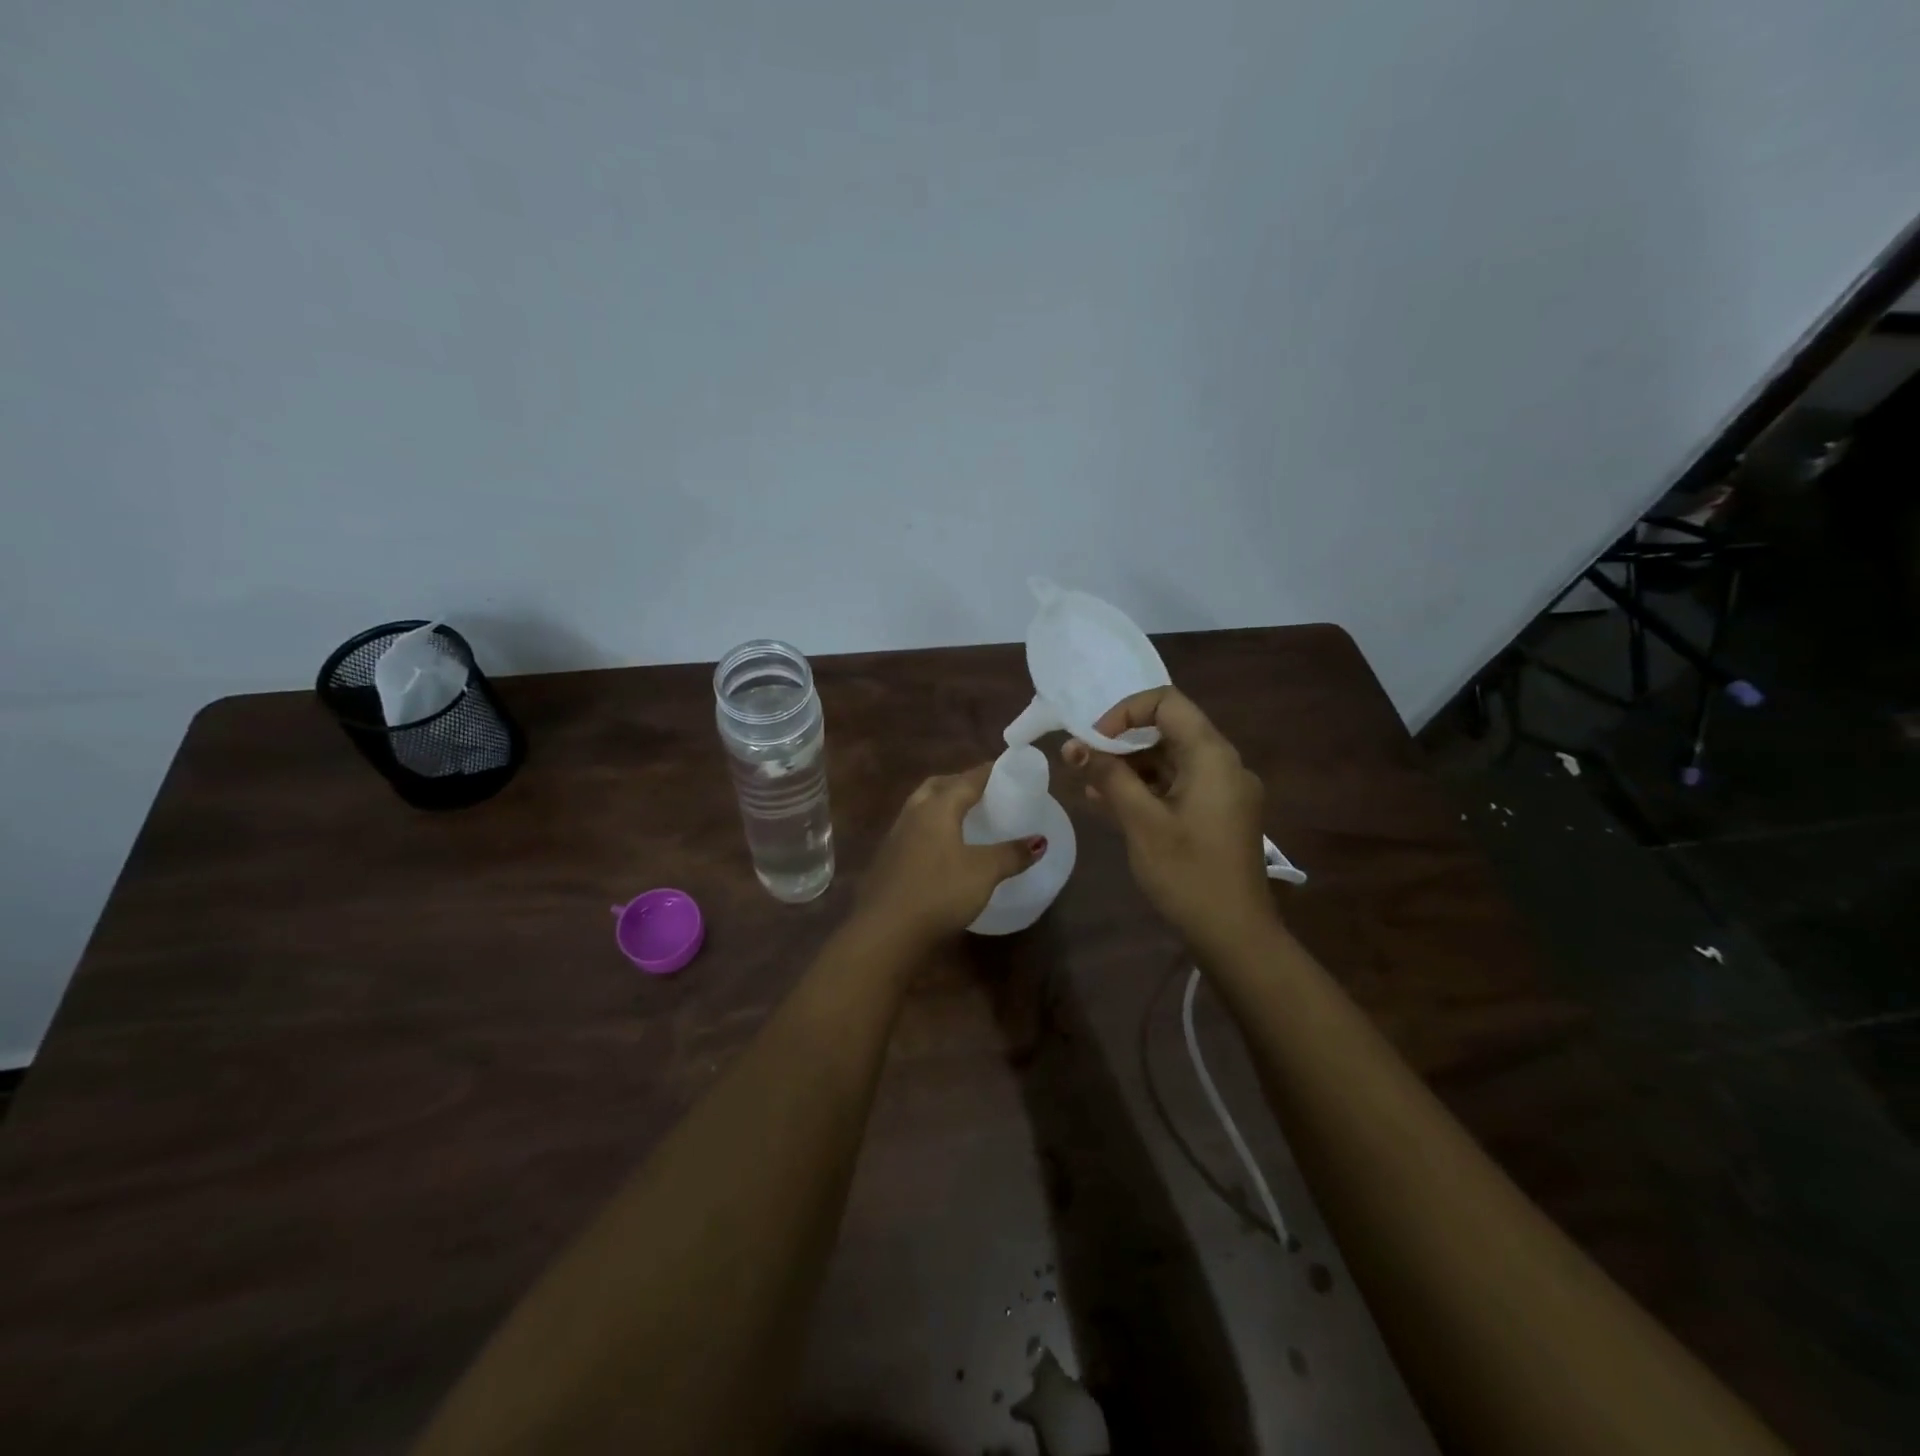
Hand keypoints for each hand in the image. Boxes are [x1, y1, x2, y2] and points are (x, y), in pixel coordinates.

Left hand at [854, 764, 1045, 952]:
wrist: (885, 931)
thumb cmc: (938, 892)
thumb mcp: (983, 873)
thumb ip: (1012, 854)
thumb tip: (1040, 841)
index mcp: (937, 807)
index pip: (967, 779)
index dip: (989, 772)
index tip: (1007, 768)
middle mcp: (913, 813)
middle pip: (938, 786)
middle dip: (960, 783)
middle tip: (984, 791)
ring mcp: (896, 836)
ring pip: (922, 807)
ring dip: (942, 804)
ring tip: (965, 816)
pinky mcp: (888, 859)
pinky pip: (914, 829)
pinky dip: (932, 827)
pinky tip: (943, 847)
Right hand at [1062, 688, 1274, 951]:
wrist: (1236, 935)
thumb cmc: (1188, 874)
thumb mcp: (1142, 822)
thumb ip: (1109, 777)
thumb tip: (1075, 747)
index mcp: (1212, 756)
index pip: (1166, 703)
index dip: (1124, 713)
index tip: (1095, 742)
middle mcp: (1223, 764)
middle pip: (1168, 731)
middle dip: (1120, 743)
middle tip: (1082, 763)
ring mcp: (1223, 791)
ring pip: (1170, 760)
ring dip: (1129, 768)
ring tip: (1089, 787)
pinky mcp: (1218, 815)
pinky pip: (1178, 786)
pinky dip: (1146, 789)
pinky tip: (1111, 804)